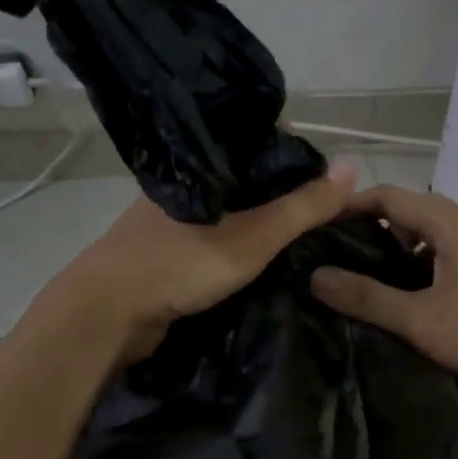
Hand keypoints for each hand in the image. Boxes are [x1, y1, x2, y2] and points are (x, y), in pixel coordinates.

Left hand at [51, 162, 357, 362]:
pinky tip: (260, 258)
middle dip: (280, 191)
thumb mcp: (252, 237)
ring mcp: (170, 219)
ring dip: (258, 220)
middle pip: (243, 179)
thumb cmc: (179, 265)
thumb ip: (300, 207)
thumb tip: (352, 166)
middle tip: (322, 210)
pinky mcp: (164, 251)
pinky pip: (211, 238)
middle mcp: (186, 185)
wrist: (106, 314)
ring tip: (301, 233)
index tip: (328, 175)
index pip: (256, 144)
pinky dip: (237, 243)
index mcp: (201, 167)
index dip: (293, 154)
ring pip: (227, 210)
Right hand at [310, 185, 457, 394]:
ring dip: (387, 254)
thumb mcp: (422, 318)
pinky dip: (411, 269)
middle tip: (326, 258)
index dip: (344, 206)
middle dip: (362, 232)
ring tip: (353, 282)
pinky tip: (397, 300)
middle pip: (400, 214)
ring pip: (419, 238)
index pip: (382, 195)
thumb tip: (315, 277)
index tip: (311, 228)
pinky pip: (436, 257)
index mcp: (444, 220)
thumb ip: (367, 298)